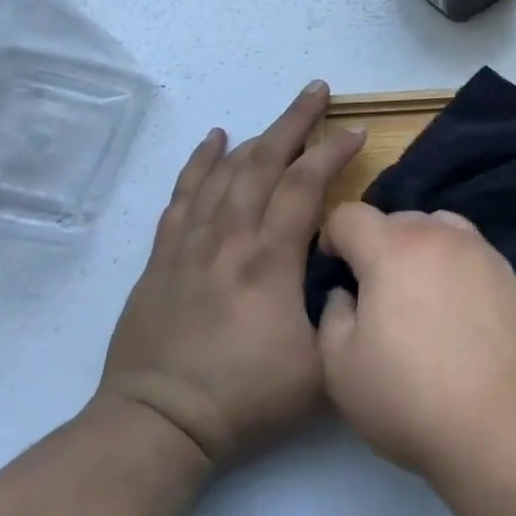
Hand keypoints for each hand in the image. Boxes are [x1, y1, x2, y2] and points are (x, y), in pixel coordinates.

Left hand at [99, 81, 365, 465]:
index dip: (332, 152)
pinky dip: (199, 163)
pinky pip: (182, 196)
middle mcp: (229, 239)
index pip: (305, 186)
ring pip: (225, 173)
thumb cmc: (245, 398)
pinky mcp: (162, 258)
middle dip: (294, 121)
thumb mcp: (321, 369)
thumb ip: (347, 317)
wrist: (157, 426)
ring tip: (280, 116)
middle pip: (263, 163)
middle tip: (317, 90)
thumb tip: (358, 276)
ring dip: (255, 137)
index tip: (356, 132)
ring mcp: (190, 245)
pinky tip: (212, 140)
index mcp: (269, 260)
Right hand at [316, 204, 515, 478]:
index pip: (351, 215)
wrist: (505, 422)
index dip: (332, 238)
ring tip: (417, 297)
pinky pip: (470, 254)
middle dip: (377, 244)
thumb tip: (347, 294)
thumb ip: (333, 316)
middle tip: (374, 291)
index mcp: (394, 248)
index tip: (334, 270)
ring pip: (439, 229)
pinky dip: (453, 267)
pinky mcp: (511, 274)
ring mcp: (482, 251)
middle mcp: (441, 236)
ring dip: (419, 250)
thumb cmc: (411, 397)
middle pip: (398, 219)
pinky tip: (456, 312)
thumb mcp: (341, 368)